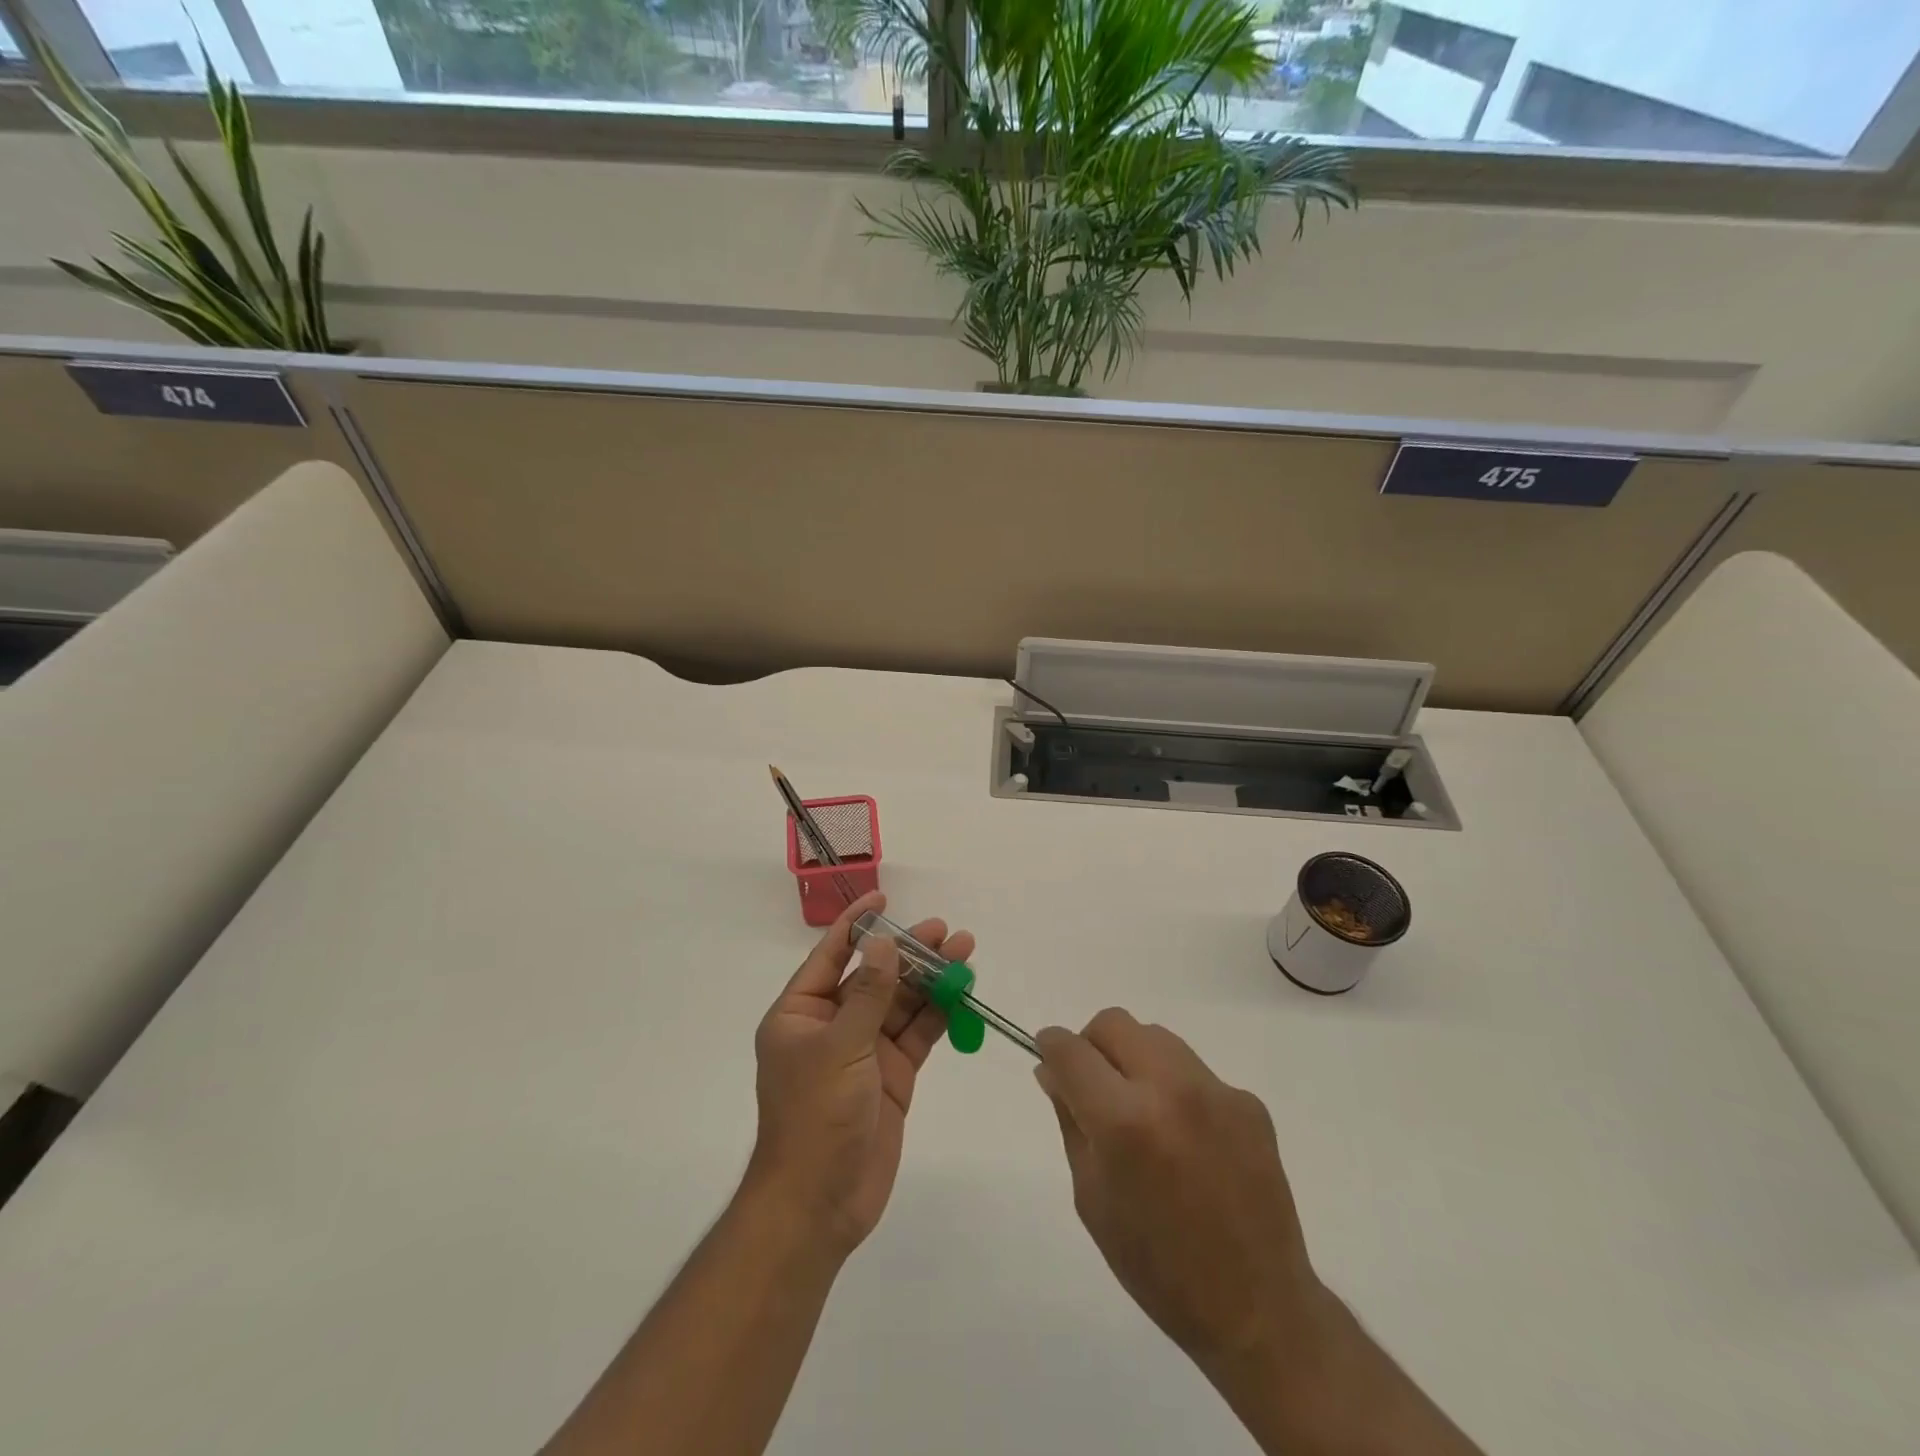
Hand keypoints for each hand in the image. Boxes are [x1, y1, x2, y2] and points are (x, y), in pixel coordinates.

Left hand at [745, 891, 973, 1257]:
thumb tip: (883, 941)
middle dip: (909, 952)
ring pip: (902, 1003)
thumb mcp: (840, 1047)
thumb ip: (867, 993)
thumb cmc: (815, 1117)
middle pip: (875, 976)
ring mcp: (864, 1051)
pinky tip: (962, 992)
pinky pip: (917, 1035)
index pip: (831, 956)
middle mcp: (832, 1026)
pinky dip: (939, 1014)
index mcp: (801, 1014)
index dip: (858, 924)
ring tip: (965, 950)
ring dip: (931, 979)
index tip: (884, 898)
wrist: (820, 1205)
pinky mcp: (892, 1076)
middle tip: (945, 930)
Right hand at [1033, 1009, 1326, 1375]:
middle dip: (1092, 1044)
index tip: (1046, 1053)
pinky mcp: (1248, 1101)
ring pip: (1156, 1038)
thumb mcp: (1092, 1198)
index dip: (1050, 1045)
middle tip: (1093, 1085)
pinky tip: (1187, 1139)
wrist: (1257, 1309)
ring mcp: (1216, 1091)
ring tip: (1143, 1111)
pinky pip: (1195, 1072)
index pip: (1071, 1050)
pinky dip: (1176, 1089)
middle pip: (1115, 1024)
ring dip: (1135, 1059)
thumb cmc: (1157, 1265)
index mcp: (1124, 1121)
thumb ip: (1071, 1121)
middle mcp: (1171, 1089)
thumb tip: (1052, 1071)